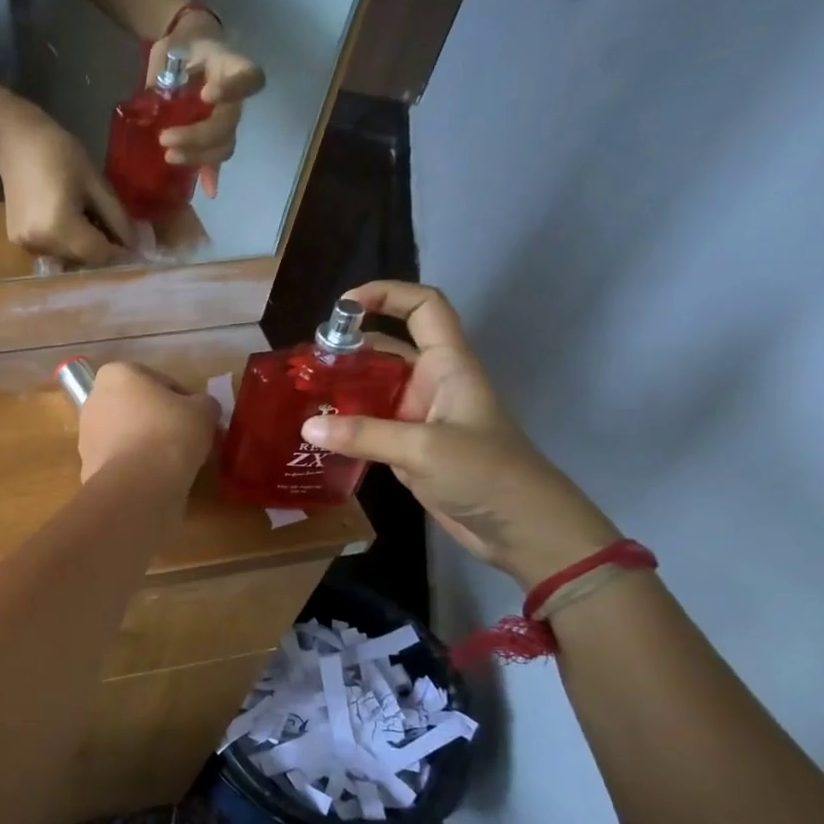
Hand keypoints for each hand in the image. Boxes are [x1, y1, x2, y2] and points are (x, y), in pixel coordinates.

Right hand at [0, 107, 132, 264]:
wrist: (15, 143)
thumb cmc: (60, 154)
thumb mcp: (95, 182)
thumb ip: (116, 217)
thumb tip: (133, 244)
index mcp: (60, 227)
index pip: (98, 254)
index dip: (119, 252)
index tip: (135, 245)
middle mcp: (41, 244)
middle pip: (82, 260)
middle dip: (102, 250)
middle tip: (114, 231)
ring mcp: (26, 246)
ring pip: (67, 258)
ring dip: (83, 248)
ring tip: (89, 222)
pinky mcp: (19, 243)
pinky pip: (51, 251)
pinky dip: (65, 243)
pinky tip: (67, 221)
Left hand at [77, 362, 220, 485]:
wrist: (137, 484)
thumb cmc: (170, 433)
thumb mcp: (204, 411)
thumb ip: (204, 404)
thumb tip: (202, 410)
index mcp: (117, 374)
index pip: (162, 382)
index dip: (186, 401)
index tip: (199, 420)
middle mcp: (94, 399)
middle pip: (140, 408)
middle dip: (161, 421)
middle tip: (188, 440)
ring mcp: (87, 434)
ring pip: (128, 435)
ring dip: (148, 444)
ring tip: (174, 463)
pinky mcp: (88, 466)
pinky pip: (121, 461)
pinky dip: (136, 467)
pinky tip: (156, 479)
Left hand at [148, 10, 265, 198]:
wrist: (186, 48)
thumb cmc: (179, 47)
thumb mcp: (168, 51)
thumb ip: (163, 76)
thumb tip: (153, 104)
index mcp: (229, 67)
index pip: (248, 78)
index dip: (233, 89)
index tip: (207, 95)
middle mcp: (235, 96)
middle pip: (228, 123)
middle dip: (198, 136)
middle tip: (165, 139)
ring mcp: (227, 117)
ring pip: (224, 144)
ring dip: (198, 156)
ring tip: (169, 157)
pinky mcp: (216, 135)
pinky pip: (217, 158)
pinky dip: (212, 175)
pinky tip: (208, 190)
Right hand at [298, 281, 619, 589]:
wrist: (523, 529)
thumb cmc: (486, 474)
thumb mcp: (424, 448)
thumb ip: (364, 435)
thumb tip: (306, 428)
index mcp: (449, 366)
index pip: (423, 308)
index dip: (387, 294)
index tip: (343, 306)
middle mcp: (433, 383)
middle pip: (388, 348)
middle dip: (348, 348)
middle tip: (305, 363)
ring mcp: (420, 417)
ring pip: (374, 389)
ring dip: (341, 389)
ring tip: (300, 396)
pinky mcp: (410, 448)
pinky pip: (370, 425)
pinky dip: (345, 425)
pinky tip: (316, 433)